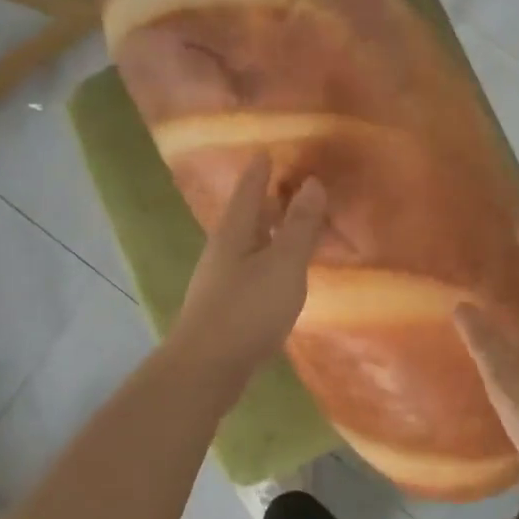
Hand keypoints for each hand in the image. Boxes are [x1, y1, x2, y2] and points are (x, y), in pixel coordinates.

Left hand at [170, 154, 326, 380]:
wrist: (207, 368)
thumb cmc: (247, 309)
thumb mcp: (283, 264)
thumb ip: (299, 226)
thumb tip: (312, 183)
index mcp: (234, 232)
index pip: (249, 190)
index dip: (260, 170)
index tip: (268, 150)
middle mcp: (223, 250)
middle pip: (247, 216)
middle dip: (267, 199)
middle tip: (289, 184)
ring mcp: (221, 280)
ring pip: (249, 243)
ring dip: (269, 231)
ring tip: (291, 224)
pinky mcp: (226, 306)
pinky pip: (252, 269)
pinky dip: (269, 259)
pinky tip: (281, 272)